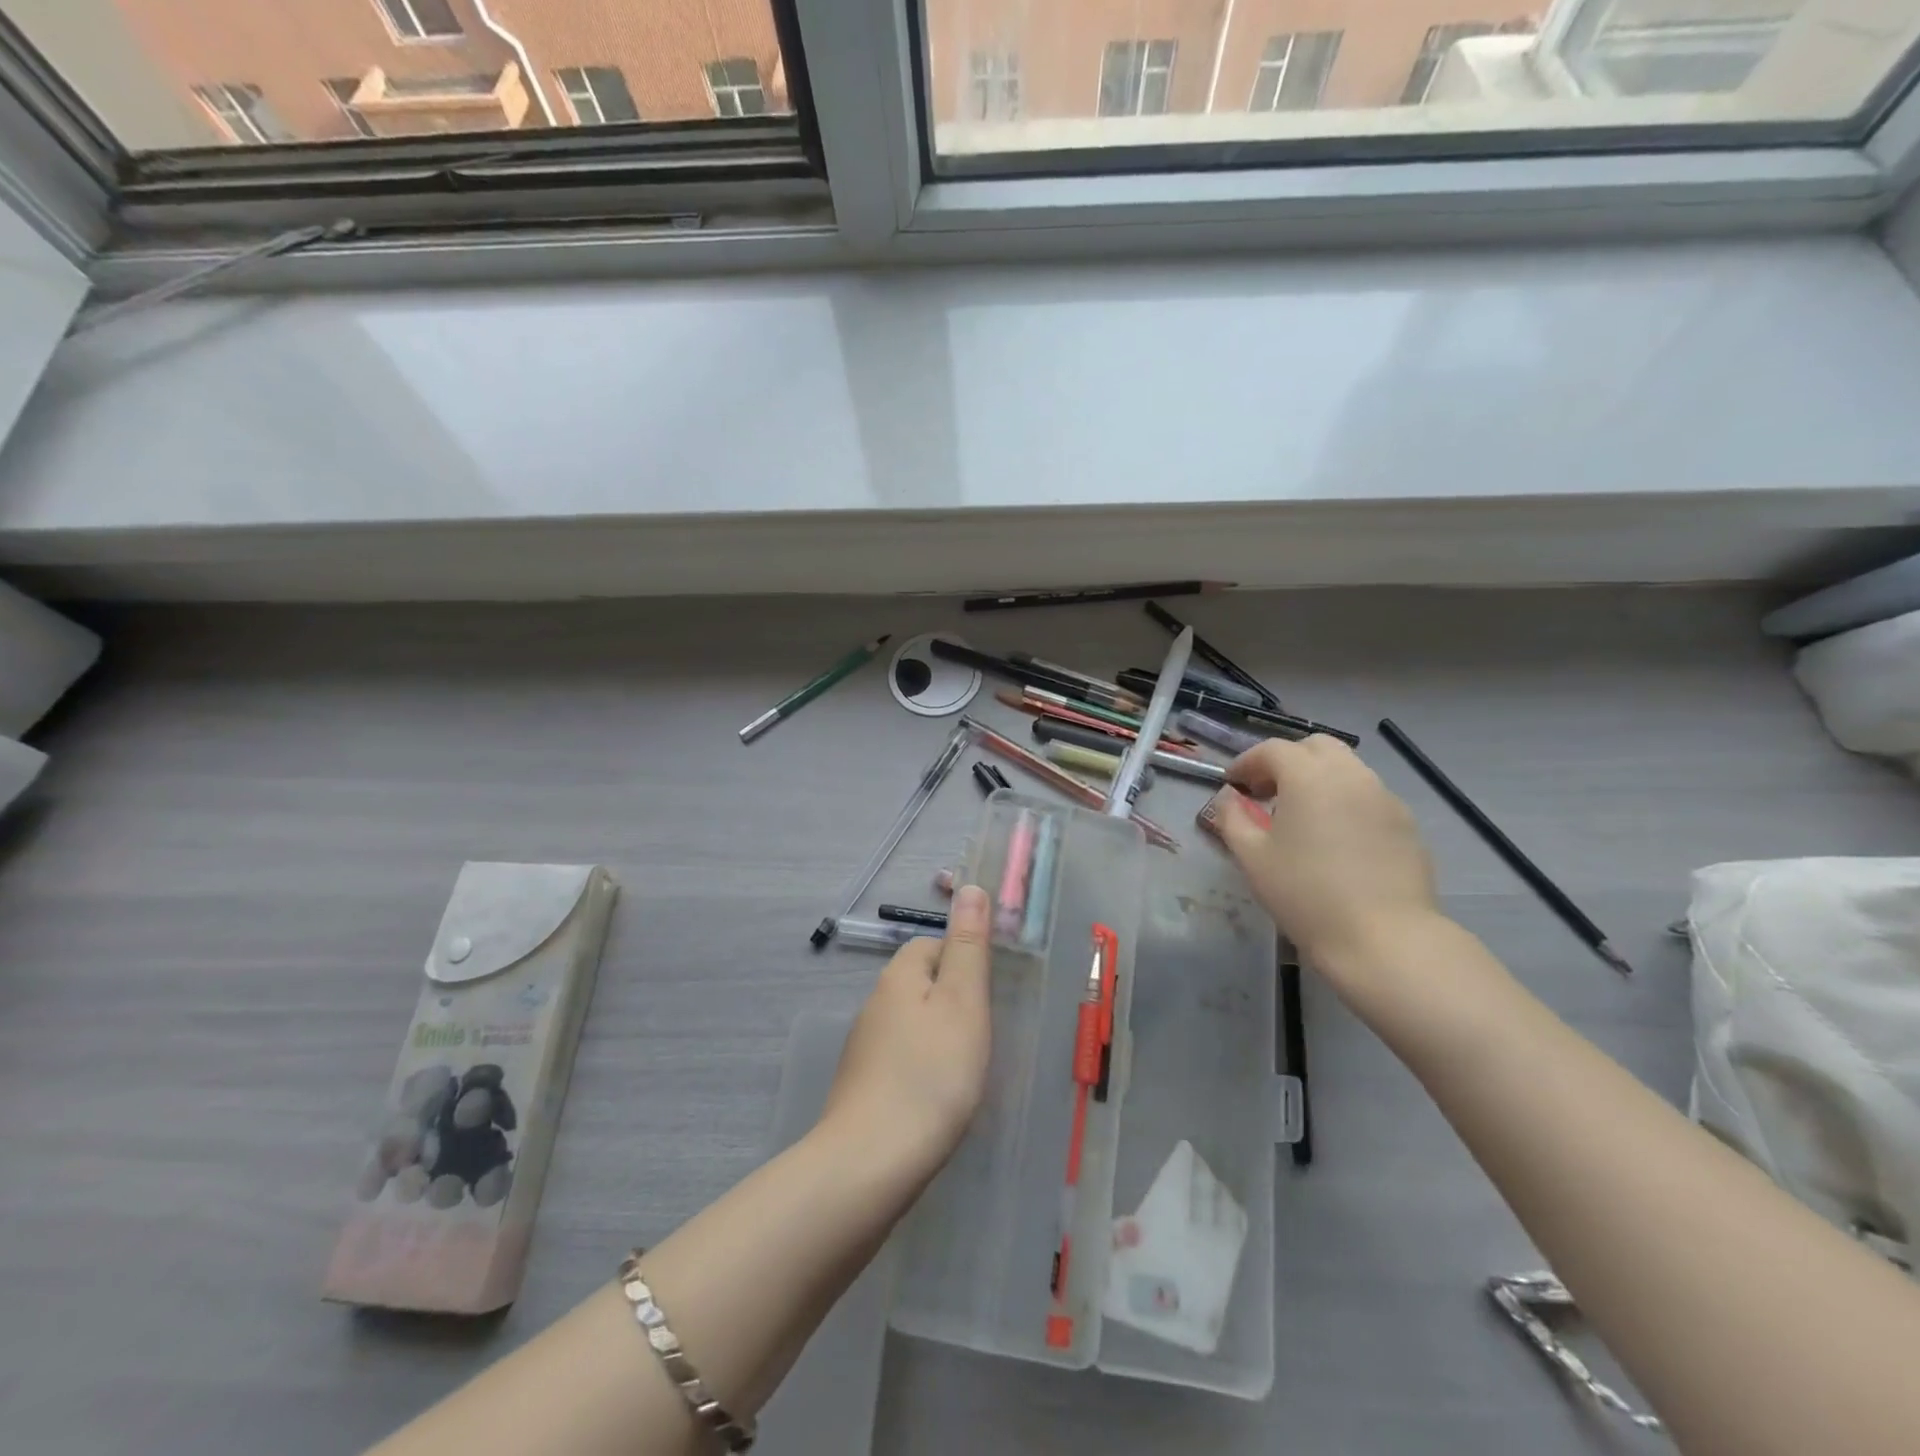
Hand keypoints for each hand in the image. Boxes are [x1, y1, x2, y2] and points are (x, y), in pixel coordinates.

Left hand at [820, 884, 992, 1184]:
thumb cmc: (931, 1074)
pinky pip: (900, 1060)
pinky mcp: (862, 1087)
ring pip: (911, 1024)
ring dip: (938, 1037)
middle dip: (953, 1001)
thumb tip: (971, 887)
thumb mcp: (963, 1002)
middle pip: (921, 984)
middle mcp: (875, 1004)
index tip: (988, 997)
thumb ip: (968, 946)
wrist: (871, 1163)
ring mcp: (864, 1048)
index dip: (964, 962)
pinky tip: (936, 1098)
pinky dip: (921, 1069)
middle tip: (982, 1036)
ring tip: (965, 1070)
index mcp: (899, 977)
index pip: (933, 945)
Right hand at [1212, 737, 1440, 979]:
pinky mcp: (1406, 825)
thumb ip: (1233, 818)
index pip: (1273, 750)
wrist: (1384, 938)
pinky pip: (1369, 797)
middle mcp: (1351, 776)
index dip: (1248, 762)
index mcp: (1309, 777)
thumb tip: (1229, 798)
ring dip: (1319, 780)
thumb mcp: (1252, 858)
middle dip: (1288, 761)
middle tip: (1268, 792)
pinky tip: (1335, 839)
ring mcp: (1385, 798)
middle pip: (1317, 747)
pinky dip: (1345, 802)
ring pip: (1347, 770)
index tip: (1233, 784)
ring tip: (1301, 817)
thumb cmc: (1306, 894)